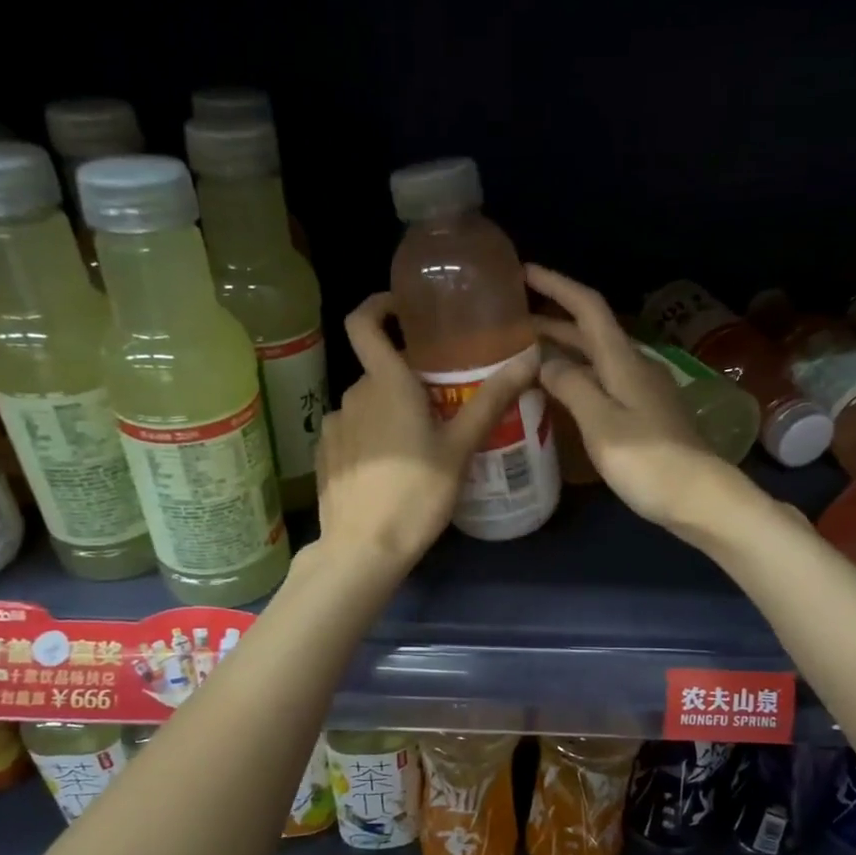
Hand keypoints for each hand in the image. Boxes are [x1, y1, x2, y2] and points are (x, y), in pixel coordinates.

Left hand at [315, 292, 540, 570]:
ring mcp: (334, 426)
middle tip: (442, 402)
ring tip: (419, 443)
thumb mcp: (460, 448)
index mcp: (386, 384)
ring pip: (367, 404)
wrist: (364, 549)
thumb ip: (491, 400)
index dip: (379, 305)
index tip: (403, 309)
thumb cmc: (417, 494)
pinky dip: (370, 436)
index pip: (364, 322)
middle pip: (379, 370)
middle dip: (407, 378)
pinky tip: (390, 469)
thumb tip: (530, 358)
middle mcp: (353, 395)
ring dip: (389, 411)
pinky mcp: (325, 455)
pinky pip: (351, 430)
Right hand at [525, 265, 734, 531]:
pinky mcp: (646, 416)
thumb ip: (571, 387)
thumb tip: (545, 362)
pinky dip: (578, 377)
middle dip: (553, 321)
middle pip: (591, 332)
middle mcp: (635, 367)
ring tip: (528, 355)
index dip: (557, 286)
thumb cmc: (647, 460)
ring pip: (597, 359)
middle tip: (513, 322)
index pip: (588, 308)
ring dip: (564, 350)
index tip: (525, 272)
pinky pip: (604, 383)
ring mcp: (643, 392)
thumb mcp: (601, 422)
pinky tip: (562, 394)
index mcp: (623, 361)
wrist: (699, 498)